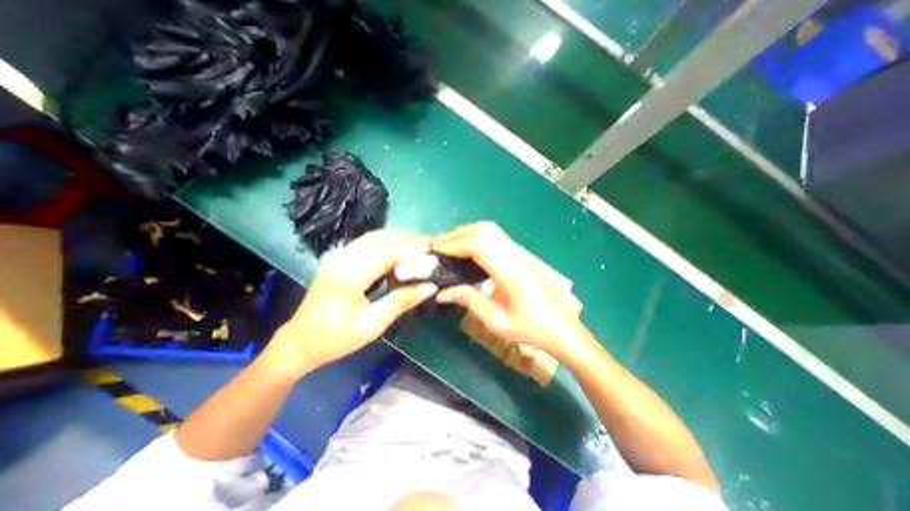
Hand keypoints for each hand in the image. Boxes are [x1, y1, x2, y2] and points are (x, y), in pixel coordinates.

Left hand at [263, 230, 436, 376]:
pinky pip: (367, 242)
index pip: (387, 254)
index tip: (433, 249)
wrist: (300, 341)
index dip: (412, 249)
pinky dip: (386, 241)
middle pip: (380, 238)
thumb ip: (402, 301)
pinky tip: (399, 249)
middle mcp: (341, 259)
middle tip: (429, 244)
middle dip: (407, 238)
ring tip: (419, 245)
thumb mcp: (373, 325)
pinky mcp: (337, 257)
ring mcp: (337, 255)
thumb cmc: (336, 339)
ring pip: (373, 236)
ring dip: (397, 237)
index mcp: (349, 277)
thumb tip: (431, 286)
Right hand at [433, 221, 590, 361]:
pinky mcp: (521, 254)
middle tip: (439, 248)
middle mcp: (515, 254)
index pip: (476, 244)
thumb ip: (467, 299)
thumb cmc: (529, 327)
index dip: (453, 244)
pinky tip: (470, 250)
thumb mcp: (494, 319)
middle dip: (457, 235)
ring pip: (490, 230)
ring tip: (451, 247)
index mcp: (508, 271)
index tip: (434, 249)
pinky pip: (496, 237)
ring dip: (468, 233)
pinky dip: (478, 237)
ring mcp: (520, 252)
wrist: (561, 327)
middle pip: (483, 230)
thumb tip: (441, 292)